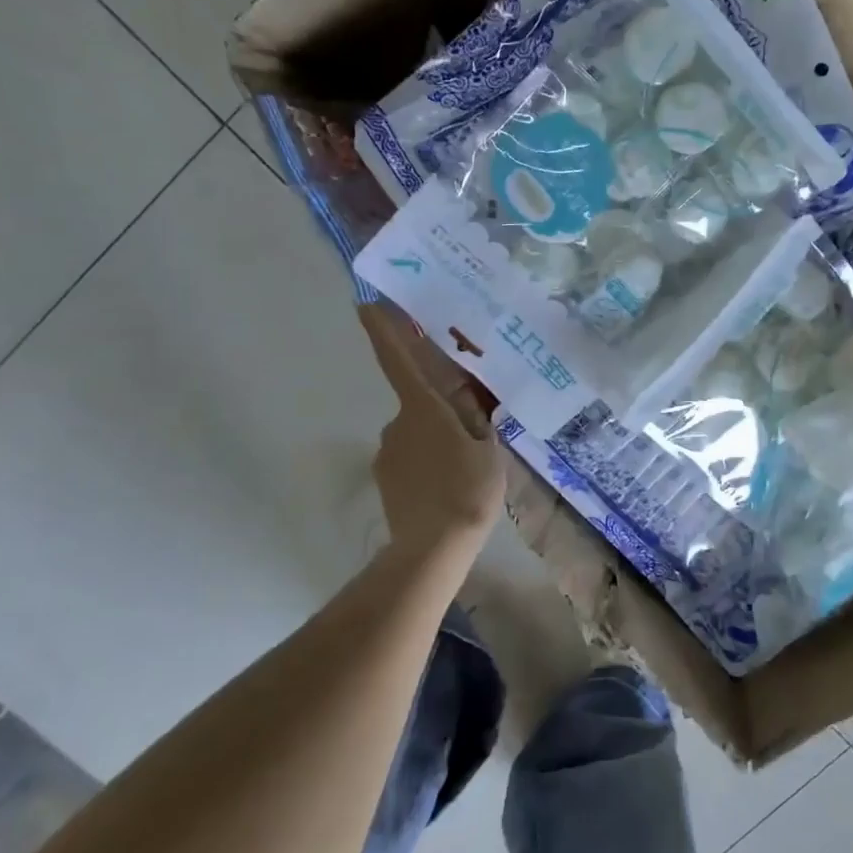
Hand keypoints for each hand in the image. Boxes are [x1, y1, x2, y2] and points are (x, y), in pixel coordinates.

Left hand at [359, 303, 504, 553]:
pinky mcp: (384, 478)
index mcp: (423, 408)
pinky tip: (446, 488)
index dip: (384, 331)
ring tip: (463, 472)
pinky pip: (410, 459)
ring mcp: (387, 452)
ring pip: (417, 435)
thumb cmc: (467, 490)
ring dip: (436, 442)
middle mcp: (397, 423)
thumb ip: (476, 421)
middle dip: (442, 414)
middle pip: (420, 404)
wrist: (434, 547)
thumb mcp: (488, 449)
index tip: (364, 304)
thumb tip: (466, 405)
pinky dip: (427, 465)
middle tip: (472, 439)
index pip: (398, 361)